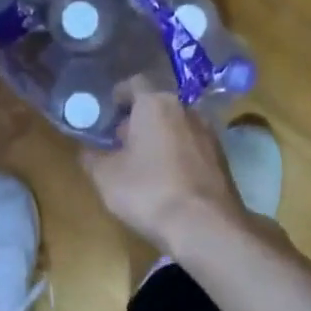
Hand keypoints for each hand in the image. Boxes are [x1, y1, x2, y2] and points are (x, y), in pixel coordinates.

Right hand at [80, 85, 248, 253]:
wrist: (205, 227)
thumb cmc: (148, 192)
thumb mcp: (105, 177)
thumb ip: (91, 157)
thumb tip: (87, 150)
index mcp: (155, 104)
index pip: (134, 83)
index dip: (117, 96)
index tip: (106, 113)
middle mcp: (187, 110)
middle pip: (157, 106)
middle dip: (138, 121)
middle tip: (119, 145)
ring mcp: (210, 134)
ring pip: (177, 127)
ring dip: (160, 140)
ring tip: (143, 166)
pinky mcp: (223, 159)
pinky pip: (192, 148)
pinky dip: (178, 157)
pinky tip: (167, 182)